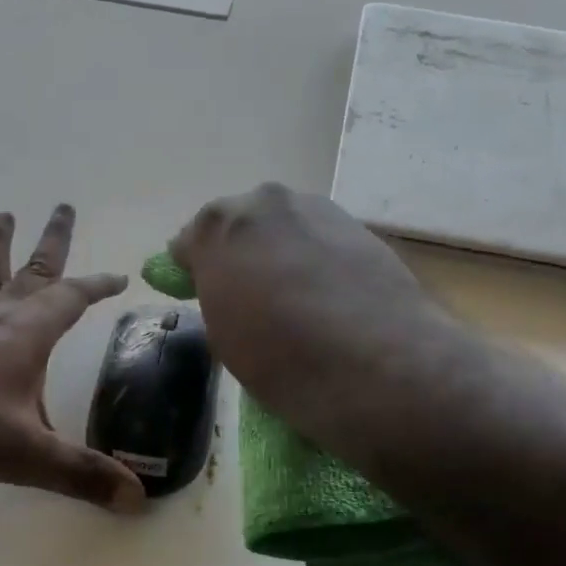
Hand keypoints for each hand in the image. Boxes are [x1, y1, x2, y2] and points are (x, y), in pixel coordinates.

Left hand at [0, 205, 144, 510]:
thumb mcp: (28, 456)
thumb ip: (83, 475)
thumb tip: (139, 500)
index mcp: (27, 334)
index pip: (72, 298)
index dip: (98, 285)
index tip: (120, 276)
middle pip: (31, 271)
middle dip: (52, 241)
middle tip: (63, 206)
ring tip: (2, 214)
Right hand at [168, 184, 460, 445]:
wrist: (375, 362)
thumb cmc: (280, 358)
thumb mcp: (225, 335)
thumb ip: (217, 295)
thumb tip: (227, 287)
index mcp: (218, 227)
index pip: (190, 240)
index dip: (192, 267)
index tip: (198, 290)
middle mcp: (265, 203)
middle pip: (241, 224)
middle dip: (240, 251)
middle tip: (249, 293)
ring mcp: (317, 209)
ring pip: (286, 227)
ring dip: (283, 251)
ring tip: (296, 296)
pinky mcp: (360, 227)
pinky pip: (323, 240)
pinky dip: (319, 259)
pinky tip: (330, 296)